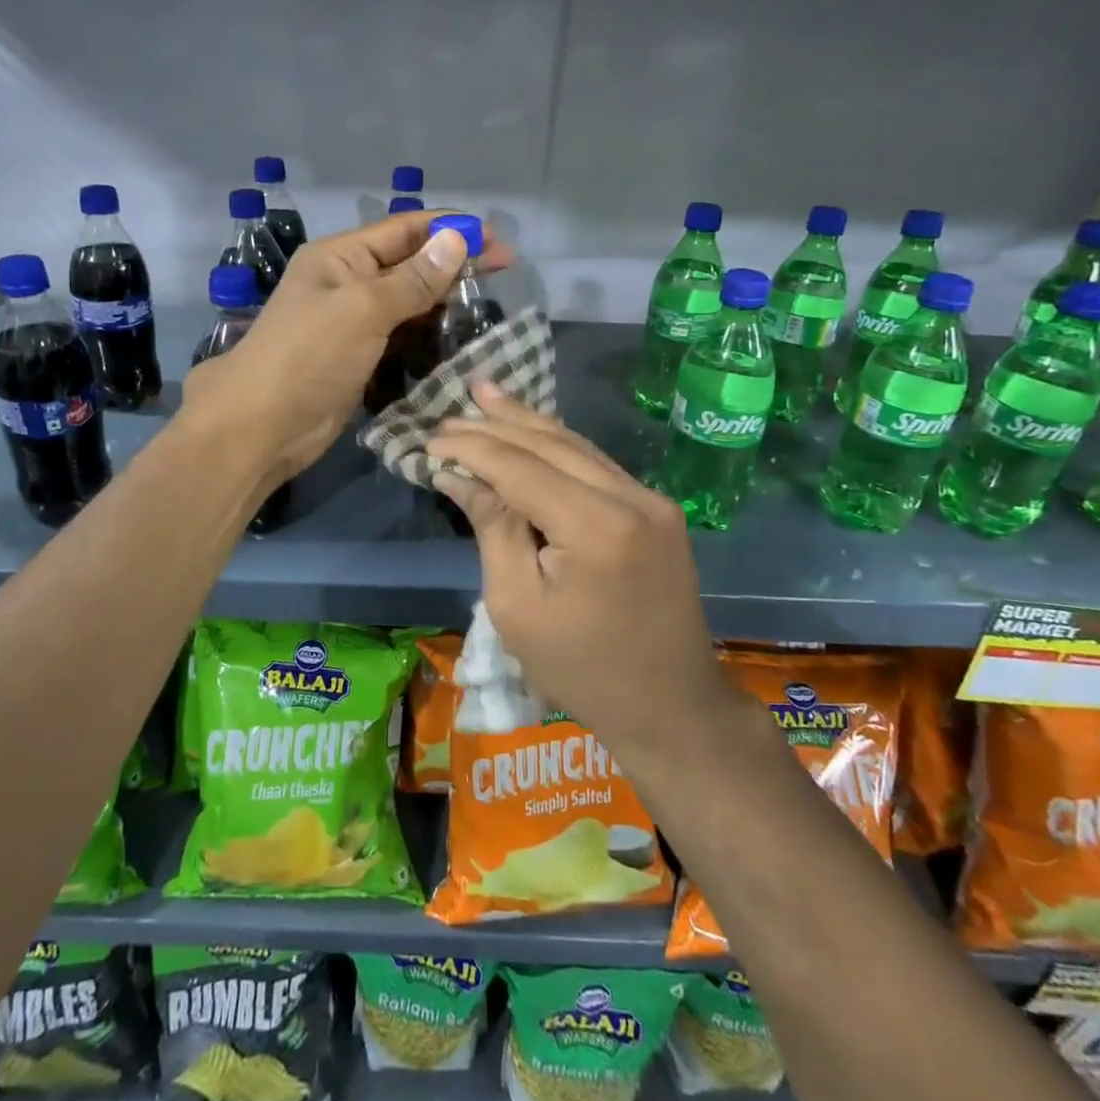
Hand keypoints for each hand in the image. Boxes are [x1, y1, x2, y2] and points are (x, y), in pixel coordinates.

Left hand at [180, 210, 512, 481]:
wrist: (263, 425)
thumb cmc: (310, 356)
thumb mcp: (364, 308)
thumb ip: (413, 278)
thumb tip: (457, 239)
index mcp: (342, 256)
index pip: (406, 229)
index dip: (452, 230)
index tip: (497, 241)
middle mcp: (348, 283)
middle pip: (410, 264)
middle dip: (453, 265)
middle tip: (504, 273)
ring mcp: (353, 323)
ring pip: (408, 302)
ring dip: (443, 302)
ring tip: (488, 308)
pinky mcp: (360, 358)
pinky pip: (401, 337)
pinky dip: (428, 336)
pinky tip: (457, 340)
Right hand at [427, 387, 735, 760]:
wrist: (670, 706)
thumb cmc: (581, 669)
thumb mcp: (516, 605)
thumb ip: (492, 527)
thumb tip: (461, 474)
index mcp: (596, 527)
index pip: (520, 467)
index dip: (471, 448)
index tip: (429, 439)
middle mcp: (632, 498)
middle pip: (551, 444)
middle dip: (496, 425)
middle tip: (450, 409)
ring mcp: (651, 500)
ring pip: (577, 446)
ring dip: (527, 423)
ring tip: (487, 394)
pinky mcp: (657, 509)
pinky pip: (597, 465)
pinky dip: (557, 447)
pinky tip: (531, 429)